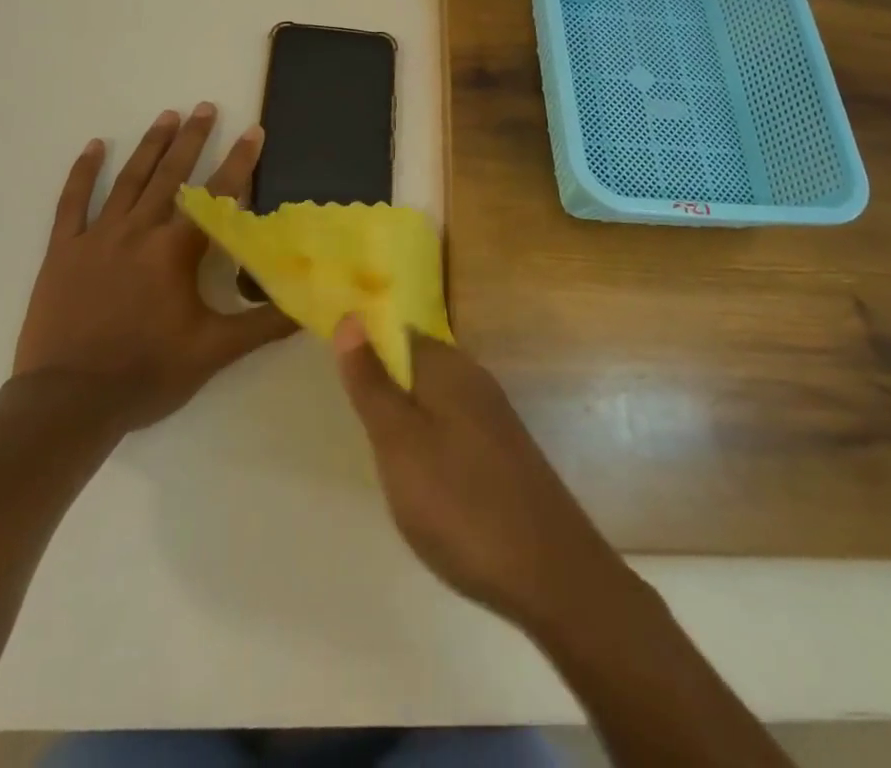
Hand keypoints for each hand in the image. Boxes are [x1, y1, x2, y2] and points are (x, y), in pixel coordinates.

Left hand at [13, 104, 295, 433]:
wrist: (68, 402)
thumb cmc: (147, 373)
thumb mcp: (214, 351)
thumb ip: (263, 324)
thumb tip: (310, 306)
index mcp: (176, 250)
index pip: (217, 195)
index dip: (239, 161)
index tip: (253, 130)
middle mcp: (139, 231)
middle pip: (171, 175)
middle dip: (192, 138)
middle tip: (205, 106)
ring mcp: (98, 237)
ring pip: (128, 180)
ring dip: (150, 145)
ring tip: (167, 115)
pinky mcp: (63, 251)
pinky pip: (73, 202)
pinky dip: (83, 172)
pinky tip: (94, 147)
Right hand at [332, 316, 629, 632]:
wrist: (550, 574)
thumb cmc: (459, 502)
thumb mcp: (398, 441)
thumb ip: (371, 381)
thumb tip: (350, 317)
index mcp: (446, 365)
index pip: (396, 331)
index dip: (365, 346)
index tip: (340, 380)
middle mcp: (473, 378)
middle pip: (414, 364)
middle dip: (383, 387)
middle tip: (357, 428)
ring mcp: (492, 415)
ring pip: (432, 399)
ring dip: (405, 419)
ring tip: (384, 459)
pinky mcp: (502, 450)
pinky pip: (452, 428)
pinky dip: (430, 443)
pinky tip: (424, 481)